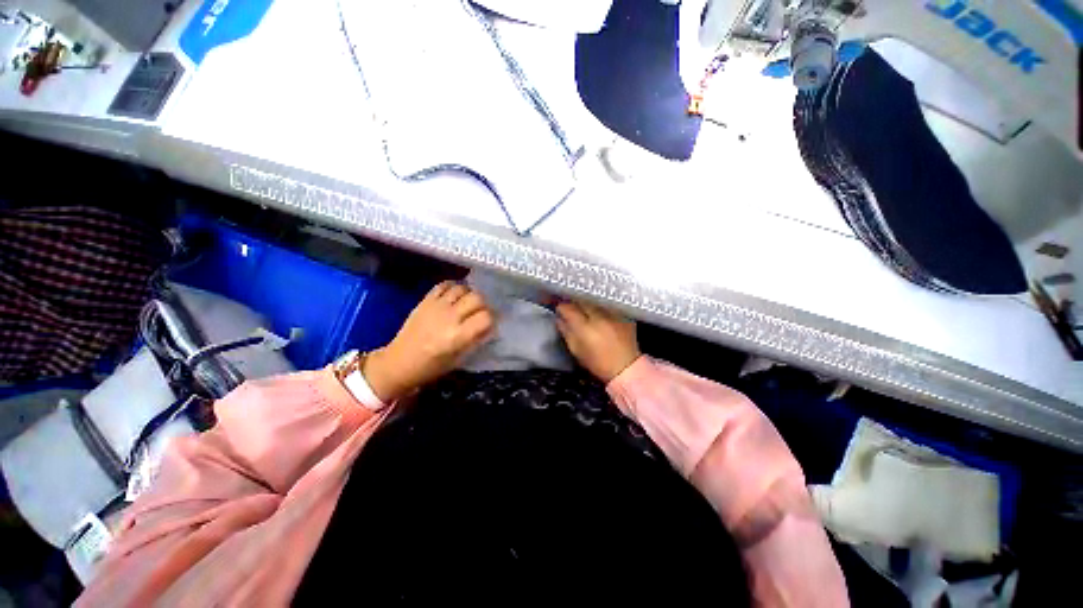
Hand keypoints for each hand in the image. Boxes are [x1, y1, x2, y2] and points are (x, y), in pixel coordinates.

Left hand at [363, 281, 493, 401]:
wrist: (399, 362)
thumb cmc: (431, 367)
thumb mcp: (459, 359)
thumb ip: (475, 340)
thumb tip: (489, 326)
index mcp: (458, 336)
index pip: (486, 318)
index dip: (492, 320)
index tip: (491, 324)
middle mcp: (449, 318)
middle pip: (477, 298)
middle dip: (484, 305)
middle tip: (481, 312)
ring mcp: (436, 306)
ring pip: (462, 288)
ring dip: (470, 294)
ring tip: (468, 303)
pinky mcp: (425, 301)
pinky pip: (444, 285)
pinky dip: (454, 287)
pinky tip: (456, 295)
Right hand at [556, 301, 640, 383]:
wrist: (626, 368)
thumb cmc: (597, 362)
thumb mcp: (576, 350)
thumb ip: (566, 331)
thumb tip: (559, 318)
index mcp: (585, 328)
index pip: (568, 308)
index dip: (561, 307)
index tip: (560, 309)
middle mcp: (599, 317)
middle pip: (582, 301)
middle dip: (574, 302)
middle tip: (571, 306)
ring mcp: (613, 314)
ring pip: (595, 300)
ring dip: (588, 302)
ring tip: (585, 308)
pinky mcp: (624, 314)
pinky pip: (608, 304)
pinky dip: (601, 306)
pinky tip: (599, 312)